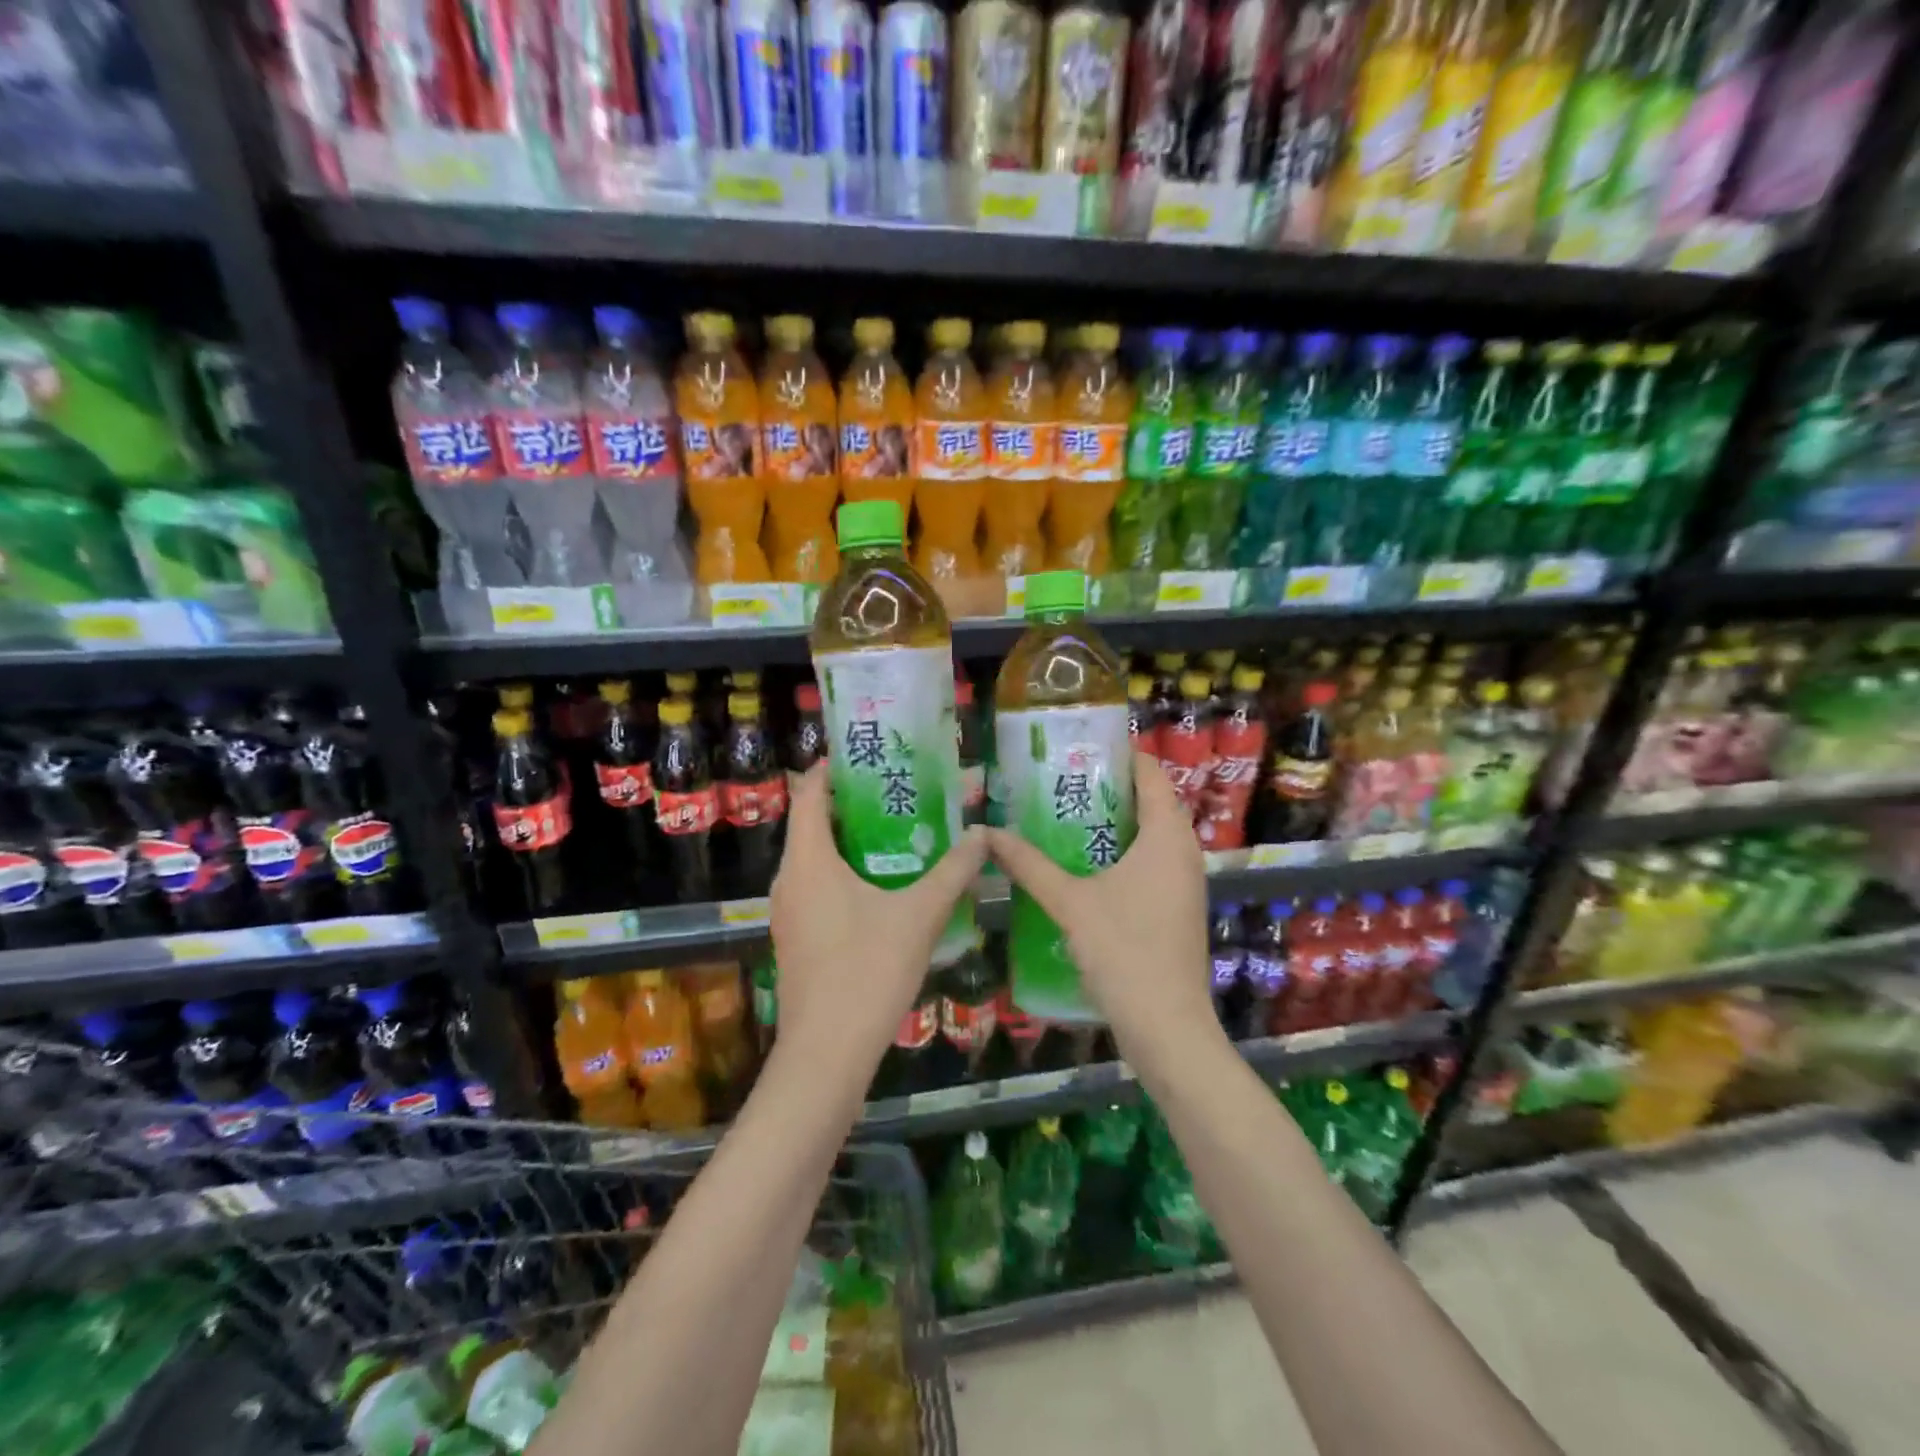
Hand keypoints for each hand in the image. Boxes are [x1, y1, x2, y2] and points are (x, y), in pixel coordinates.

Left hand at [769, 764, 987, 1077]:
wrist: (826, 1054)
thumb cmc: (868, 971)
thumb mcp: (920, 916)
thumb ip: (953, 871)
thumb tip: (983, 834)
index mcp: (809, 860)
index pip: (809, 793)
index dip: (831, 768)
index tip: (867, 755)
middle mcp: (789, 879)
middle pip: (811, 824)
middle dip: (850, 804)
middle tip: (896, 791)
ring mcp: (787, 912)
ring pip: (813, 859)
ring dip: (848, 842)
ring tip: (896, 832)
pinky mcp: (795, 939)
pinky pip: (815, 887)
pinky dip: (842, 873)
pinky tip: (881, 887)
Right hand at [986, 753, 1216, 1061]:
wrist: (1167, 1027)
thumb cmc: (1124, 952)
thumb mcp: (1069, 903)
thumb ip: (1029, 865)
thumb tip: (987, 833)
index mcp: (1166, 836)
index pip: (1150, 773)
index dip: (1119, 754)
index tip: (1077, 747)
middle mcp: (1183, 851)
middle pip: (1149, 802)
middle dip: (1106, 789)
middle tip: (1057, 781)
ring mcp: (1183, 882)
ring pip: (1149, 835)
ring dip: (1111, 824)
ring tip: (1062, 816)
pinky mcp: (1176, 908)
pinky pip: (1149, 862)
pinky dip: (1120, 852)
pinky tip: (1081, 864)